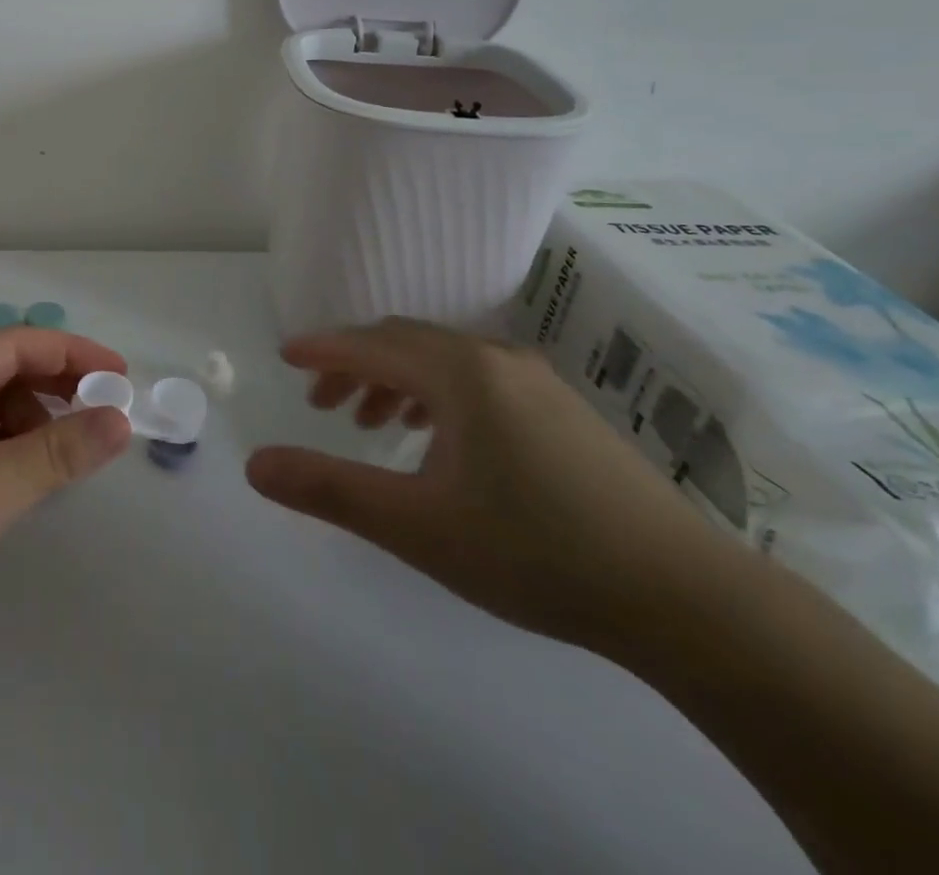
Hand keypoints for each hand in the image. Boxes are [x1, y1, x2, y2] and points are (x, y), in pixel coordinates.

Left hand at [0, 328, 133, 627]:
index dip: (72, 353)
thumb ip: (59, 451)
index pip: (16, 343)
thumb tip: (121, 419)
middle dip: (55, 388)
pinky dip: (6, 447)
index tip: (120, 375)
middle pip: (2, 369)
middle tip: (104, 414)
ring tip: (64, 457)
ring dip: (31, 422)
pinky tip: (25, 476)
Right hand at [245, 318, 740, 655]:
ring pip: (443, 360)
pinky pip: (478, 380)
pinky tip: (439, 439)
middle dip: (355, 366)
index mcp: (459, 372)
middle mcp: (496, 359)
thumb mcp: (415, 526)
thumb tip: (254, 463)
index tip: (285, 356)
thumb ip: (329, 489)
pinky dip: (437, 395)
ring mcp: (537, 381)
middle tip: (322, 404)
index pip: (371, 344)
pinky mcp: (563, 409)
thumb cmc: (534, 552)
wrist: (684, 597)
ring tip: (373, 424)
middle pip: (405, 343)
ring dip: (396, 381)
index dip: (323, 349)